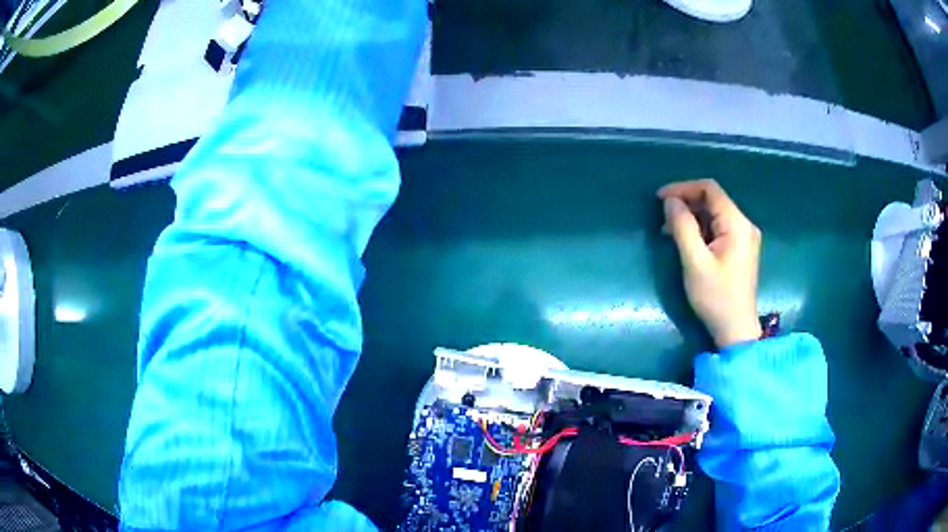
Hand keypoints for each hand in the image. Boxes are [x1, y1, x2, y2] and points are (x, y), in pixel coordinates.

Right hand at [659, 179, 761, 347]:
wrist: (736, 329)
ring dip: (692, 217)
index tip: (660, 198)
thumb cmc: (716, 297)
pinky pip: (718, 227)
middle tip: (662, 218)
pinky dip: (701, 228)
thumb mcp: (695, 263)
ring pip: (714, 213)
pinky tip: (686, 240)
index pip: (710, 189)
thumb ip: (683, 227)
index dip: (683, 188)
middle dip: (686, 203)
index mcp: (737, 224)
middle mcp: (744, 224)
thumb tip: (670, 201)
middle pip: (713, 200)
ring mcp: (744, 236)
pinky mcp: (740, 248)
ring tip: (670, 231)